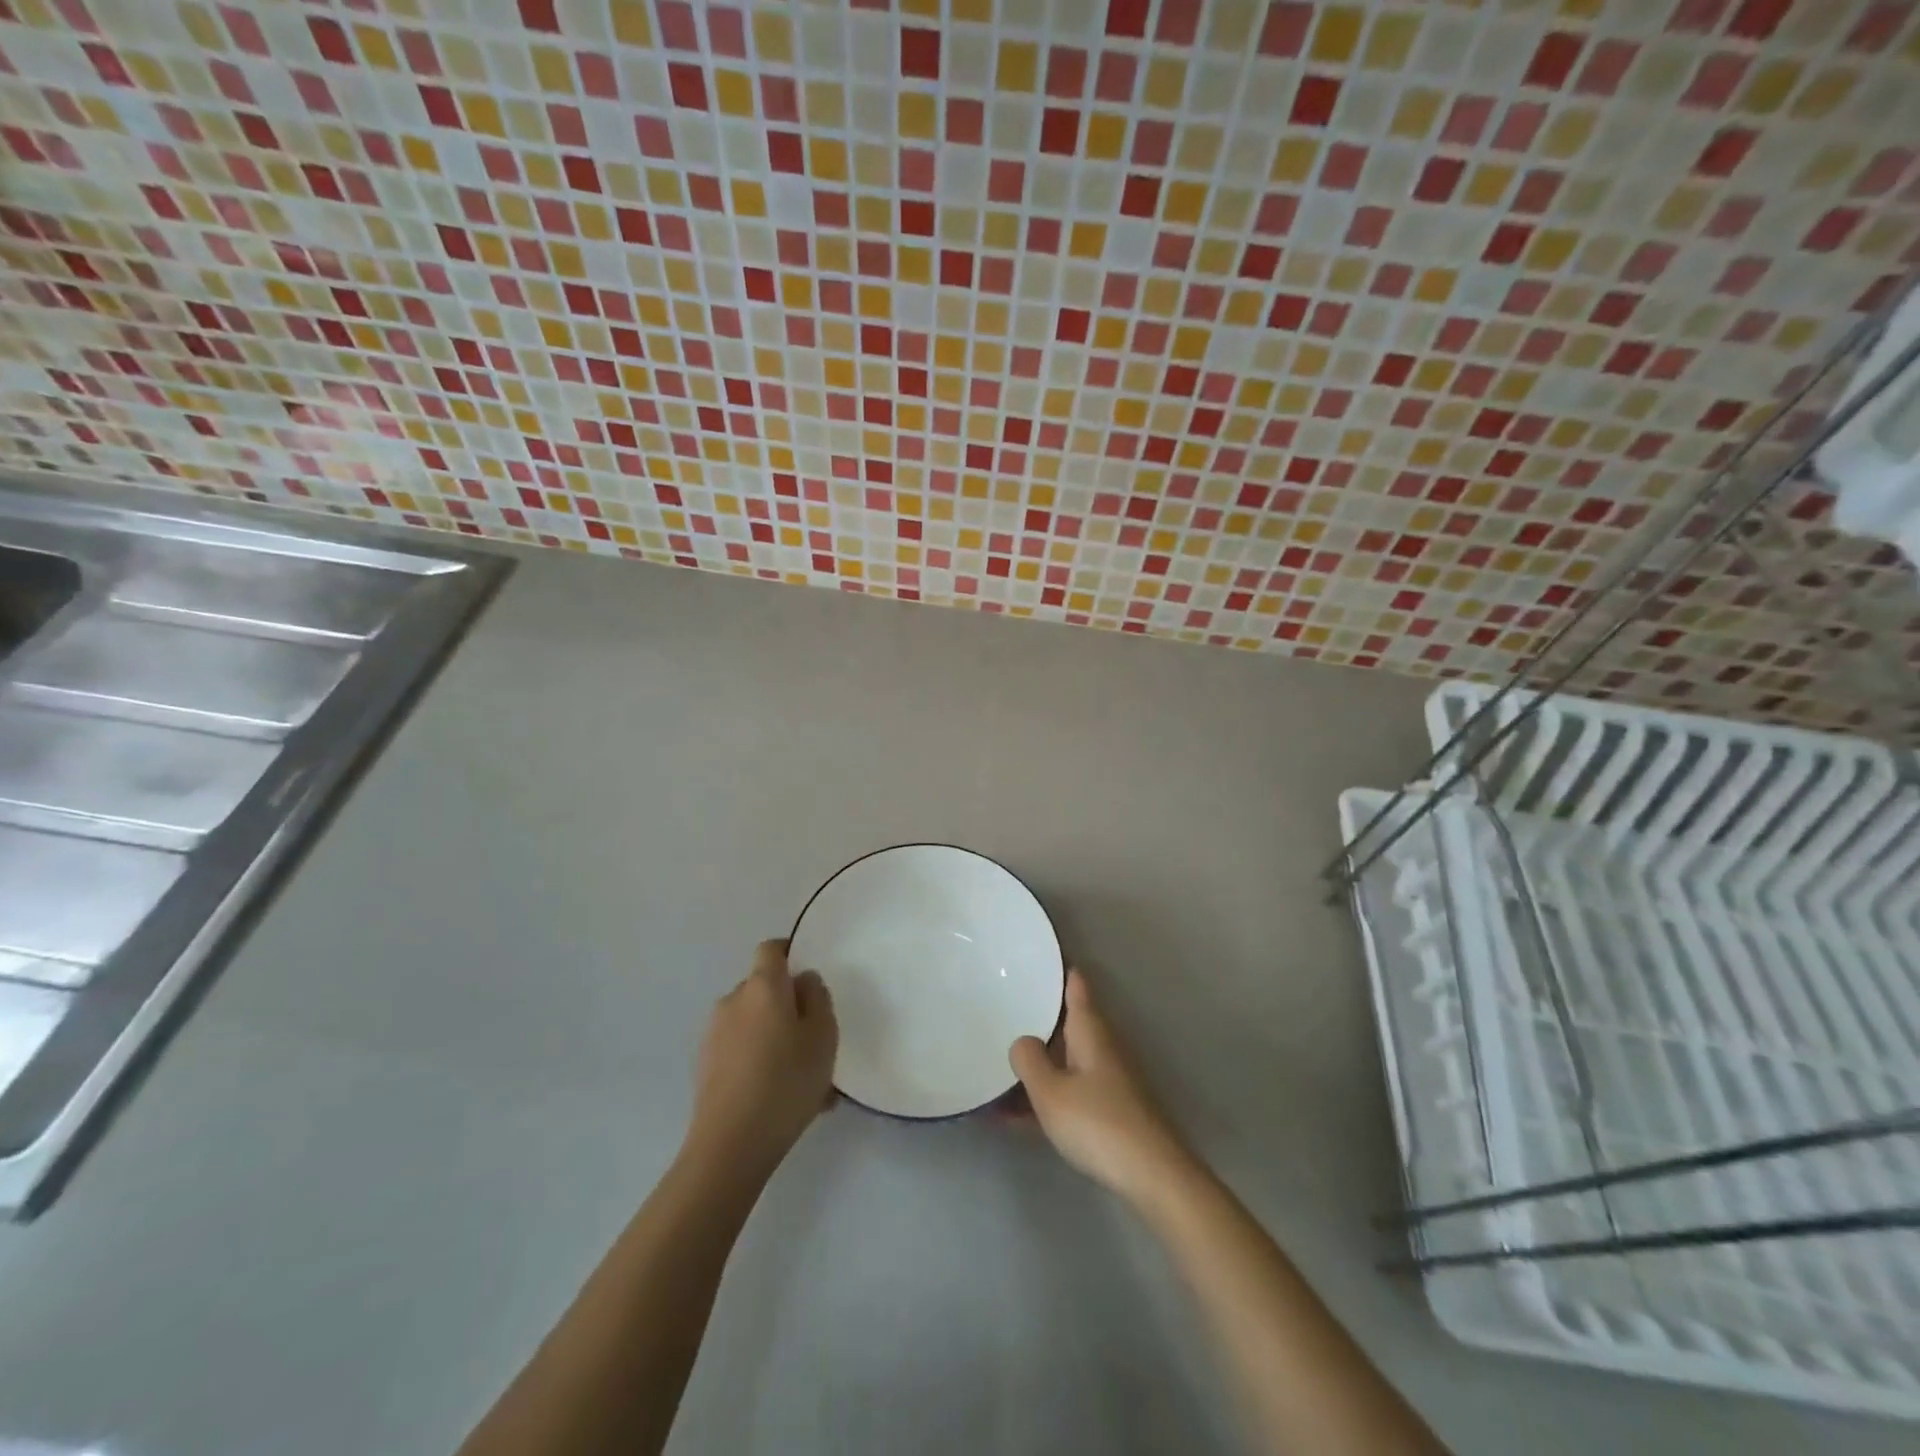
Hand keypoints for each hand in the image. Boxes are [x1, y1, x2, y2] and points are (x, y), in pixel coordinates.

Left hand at [685, 940, 837, 1178]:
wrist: (731, 1145)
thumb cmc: (786, 1081)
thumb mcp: (823, 1036)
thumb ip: (817, 998)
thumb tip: (803, 981)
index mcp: (762, 986)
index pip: (771, 949)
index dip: (790, 954)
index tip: (809, 978)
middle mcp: (733, 1000)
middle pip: (764, 989)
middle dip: (787, 1006)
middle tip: (814, 1040)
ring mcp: (714, 1034)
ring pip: (754, 1024)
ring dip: (775, 1038)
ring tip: (802, 1079)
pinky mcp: (705, 1066)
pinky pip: (741, 1051)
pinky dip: (759, 1062)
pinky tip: (780, 1098)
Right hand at [1009, 970, 1193, 1205]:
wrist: (1153, 1176)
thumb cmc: (1098, 1123)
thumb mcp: (1050, 1092)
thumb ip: (1029, 1060)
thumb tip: (1023, 1040)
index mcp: (1090, 1030)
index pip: (1075, 984)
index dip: (1057, 967)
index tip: (1033, 955)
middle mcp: (1101, 1046)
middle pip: (1065, 1021)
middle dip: (1036, 1015)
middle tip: (999, 1006)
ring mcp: (1107, 1079)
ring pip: (1064, 1059)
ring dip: (1035, 1062)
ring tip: (994, 1065)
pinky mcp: (1109, 1110)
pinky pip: (1068, 1090)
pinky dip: (1044, 1095)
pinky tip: (1012, 1116)